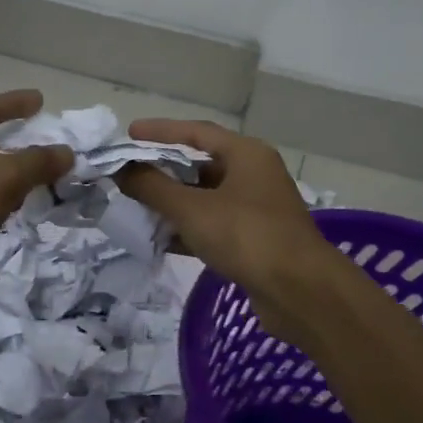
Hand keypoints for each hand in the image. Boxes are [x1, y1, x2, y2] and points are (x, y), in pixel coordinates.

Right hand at [114, 119, 339, 341]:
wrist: (300, 291)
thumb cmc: (246, 236)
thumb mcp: (192, 209)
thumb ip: (153, 187)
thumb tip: (123, 170)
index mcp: (246, 154)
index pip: (197, 132)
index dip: (161, 131)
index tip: (130, 133)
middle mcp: (254, 175)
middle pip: (201, 165)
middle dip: (163, 171)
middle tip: (128, 175)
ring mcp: (256, 209)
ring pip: (206, 198)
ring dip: (173, 203)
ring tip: (136, 208)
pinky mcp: (255, 240)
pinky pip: (213, 226)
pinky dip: (188, 229)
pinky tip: (160, 240)